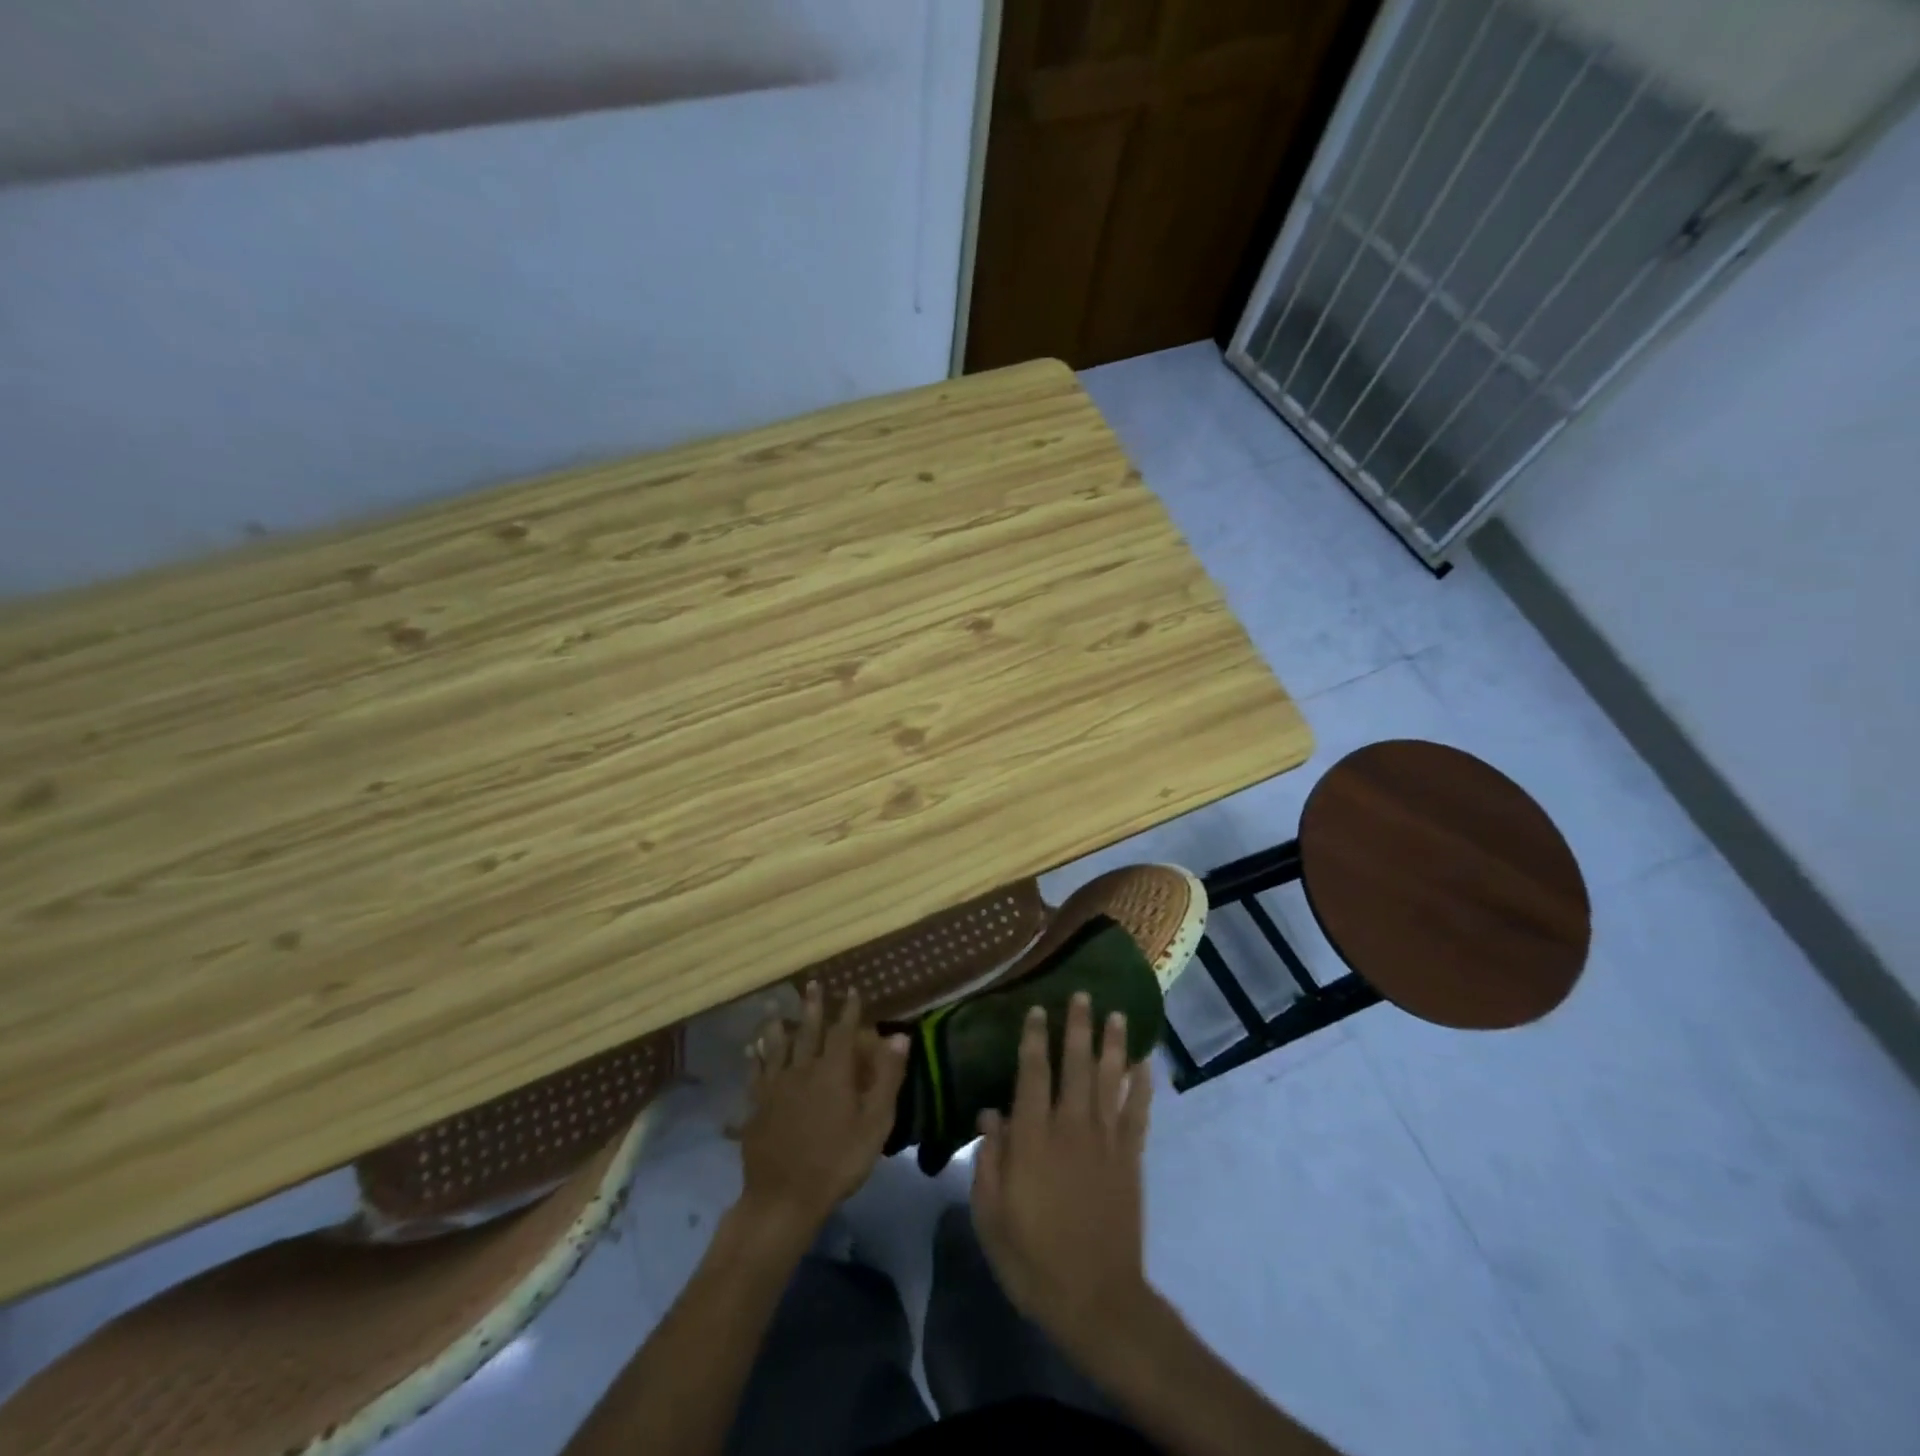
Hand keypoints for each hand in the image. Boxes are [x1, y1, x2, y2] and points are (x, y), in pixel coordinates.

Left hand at [737, 982, 908, 1242]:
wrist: (784, 1197)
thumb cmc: (838, 1161)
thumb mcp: (874, 1123)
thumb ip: (887, 1077)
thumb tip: (899, 1036)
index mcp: (833, 1071)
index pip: (843, 1031)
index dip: (848, 1010)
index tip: (852, 989)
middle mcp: (802, 1069)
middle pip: (807, 1031)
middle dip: (812, 1006)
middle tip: (811, 984)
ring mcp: (775, 1087)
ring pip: (775, 1046)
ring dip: (775, 1024)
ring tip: (771, 1005)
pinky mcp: (757, 1106)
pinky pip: (755, 1073)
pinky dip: (754, 1058)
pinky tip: (750, 1050)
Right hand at [971, 992, 1153, 1355]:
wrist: (1096, 1300)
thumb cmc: (1033, 1259)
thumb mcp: (991, 1216)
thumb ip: (989, 1160)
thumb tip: (989, 1113)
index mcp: (1033, 1139)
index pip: (1032, 1075)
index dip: (1034, 1039)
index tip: (1036, 1010)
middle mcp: (1071, 1128)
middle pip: (1076, 1066)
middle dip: (1077, 1028)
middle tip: (1081, 995)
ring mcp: (1105, 1142)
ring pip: (1110, 1080)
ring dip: (1113, 1045)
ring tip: (1116, 1014)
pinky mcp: (1130, 1159)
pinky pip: (1138, 1113)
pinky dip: (1142, 1085)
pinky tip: (1145, 1062)